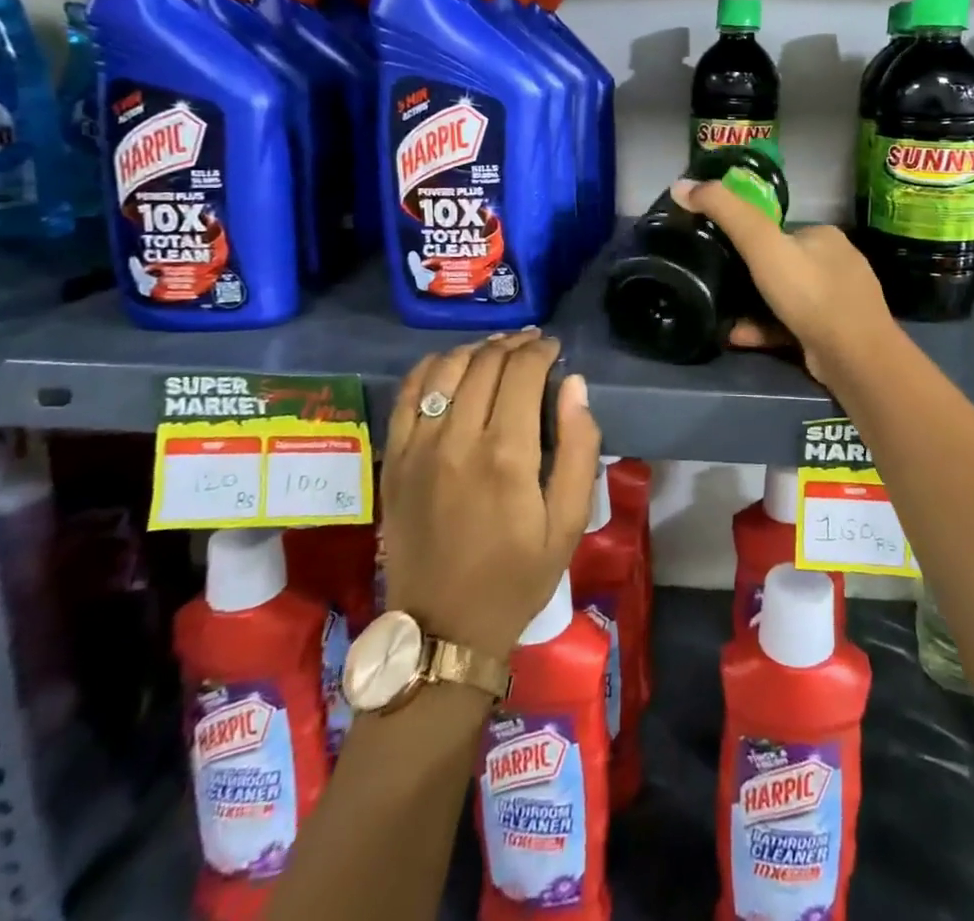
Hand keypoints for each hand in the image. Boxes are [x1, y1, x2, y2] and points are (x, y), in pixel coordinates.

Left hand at [381, 331, 600, 658]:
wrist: (443, 629)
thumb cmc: (517, 577)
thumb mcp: (569, 522)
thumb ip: (579, 447)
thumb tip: (574, 385)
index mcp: (506, 454)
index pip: (523, 371)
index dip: (542, 350)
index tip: (555, 349)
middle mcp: (457, 439)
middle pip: (485, 362)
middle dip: (514, 344)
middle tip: (533, 345)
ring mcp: (418, 447)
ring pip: (445, 369)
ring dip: (476, 349)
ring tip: (498, 351)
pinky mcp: (394, 459)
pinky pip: (407, 394)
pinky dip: (430, 368)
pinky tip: (450, 366)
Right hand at [670, 178, 896, 385]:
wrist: (853, 356)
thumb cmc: (808, 292)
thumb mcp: (761, 244)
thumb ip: (724, 212)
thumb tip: (681, 185)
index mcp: (824, 236)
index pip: (779, 230)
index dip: (748, 239)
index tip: (718, 251)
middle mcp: (836, 263)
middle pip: (781, 265)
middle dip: (749, 277)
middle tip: (717, 287)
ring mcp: (839, 301)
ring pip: (786, 299)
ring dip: (753, 307)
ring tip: (723, 316)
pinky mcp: (834, 334)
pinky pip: (791, 325)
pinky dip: (765, 329)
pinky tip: (739, 337)